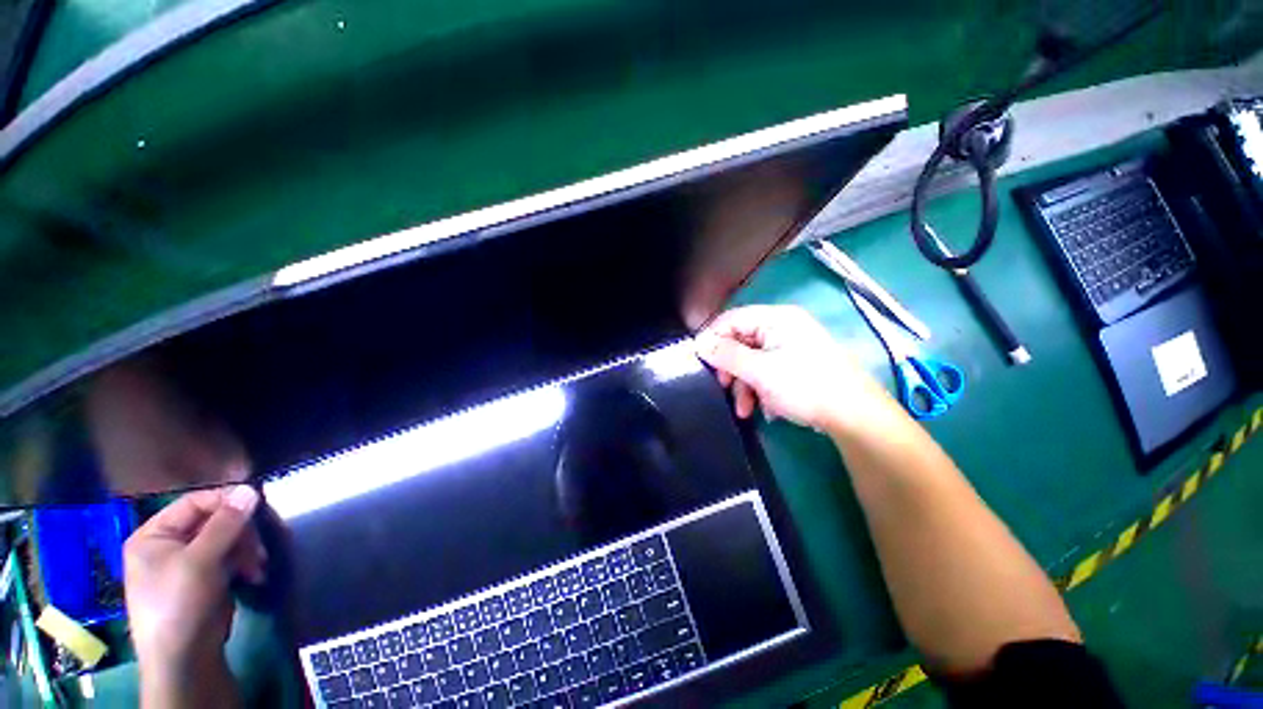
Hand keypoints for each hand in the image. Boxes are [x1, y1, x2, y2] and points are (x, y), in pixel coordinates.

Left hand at [124, 486, 262, 705]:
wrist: (184, 659)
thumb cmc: (180, 603)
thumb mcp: (201, 561)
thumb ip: (225, 524)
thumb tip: (250, 489)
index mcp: (154, 535)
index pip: (194, 503)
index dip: (226, 502)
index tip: (258, 506)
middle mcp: (168, 545)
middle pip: (214, 522)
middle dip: (241, 534)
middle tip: (258, 548)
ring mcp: (186, 564)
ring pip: (226, 540)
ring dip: (247, 550)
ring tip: (258, 567)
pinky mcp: (204, 579)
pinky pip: (229, 559)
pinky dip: (244, 564)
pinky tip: (254, 576)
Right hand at [695, 305, 888, 430]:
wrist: (855, 417)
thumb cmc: (805, 386)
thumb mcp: (759, 371)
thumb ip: (726, 355)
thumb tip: (699, 343)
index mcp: (776, 319)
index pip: (732, 319)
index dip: (712, 338)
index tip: (700, 360)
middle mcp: (783, 328)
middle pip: (741, 342)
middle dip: (731, 370)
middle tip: (724, 388)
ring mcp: (792, 348)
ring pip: (753, 361)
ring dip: (744, 386)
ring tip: (745, 410)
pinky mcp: (797, 366)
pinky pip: (767, 372)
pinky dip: (761, 389)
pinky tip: (766, 409)